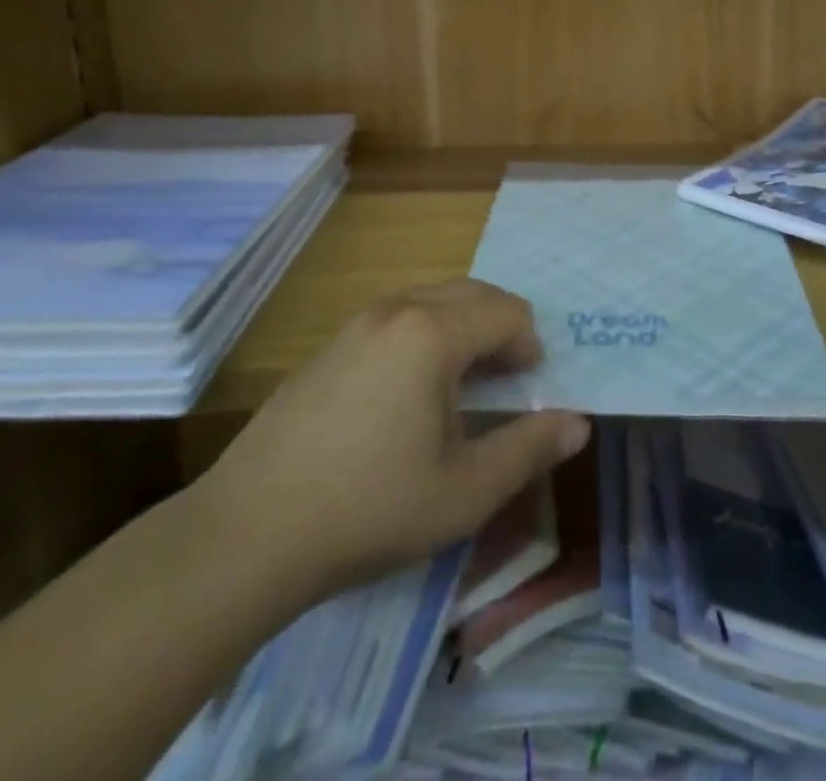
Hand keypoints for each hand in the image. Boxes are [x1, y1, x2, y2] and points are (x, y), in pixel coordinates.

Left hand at [193, 279, 589, 611]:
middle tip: (506, 381)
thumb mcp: (465, 492)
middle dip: (500, 327)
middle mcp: (397, 310)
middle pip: (472, 293)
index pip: (508, 311)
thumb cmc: (370, 509)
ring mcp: (357, 324)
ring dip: (462, 327)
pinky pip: (397, 318)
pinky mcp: (329, 346)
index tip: (529, 391)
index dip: (530, 346)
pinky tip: (409, 394)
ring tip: (463, 385)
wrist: (247, 533)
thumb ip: (529, 450)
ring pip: (432, 300)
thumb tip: (578, 424)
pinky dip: (425, 334)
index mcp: (433, 333)